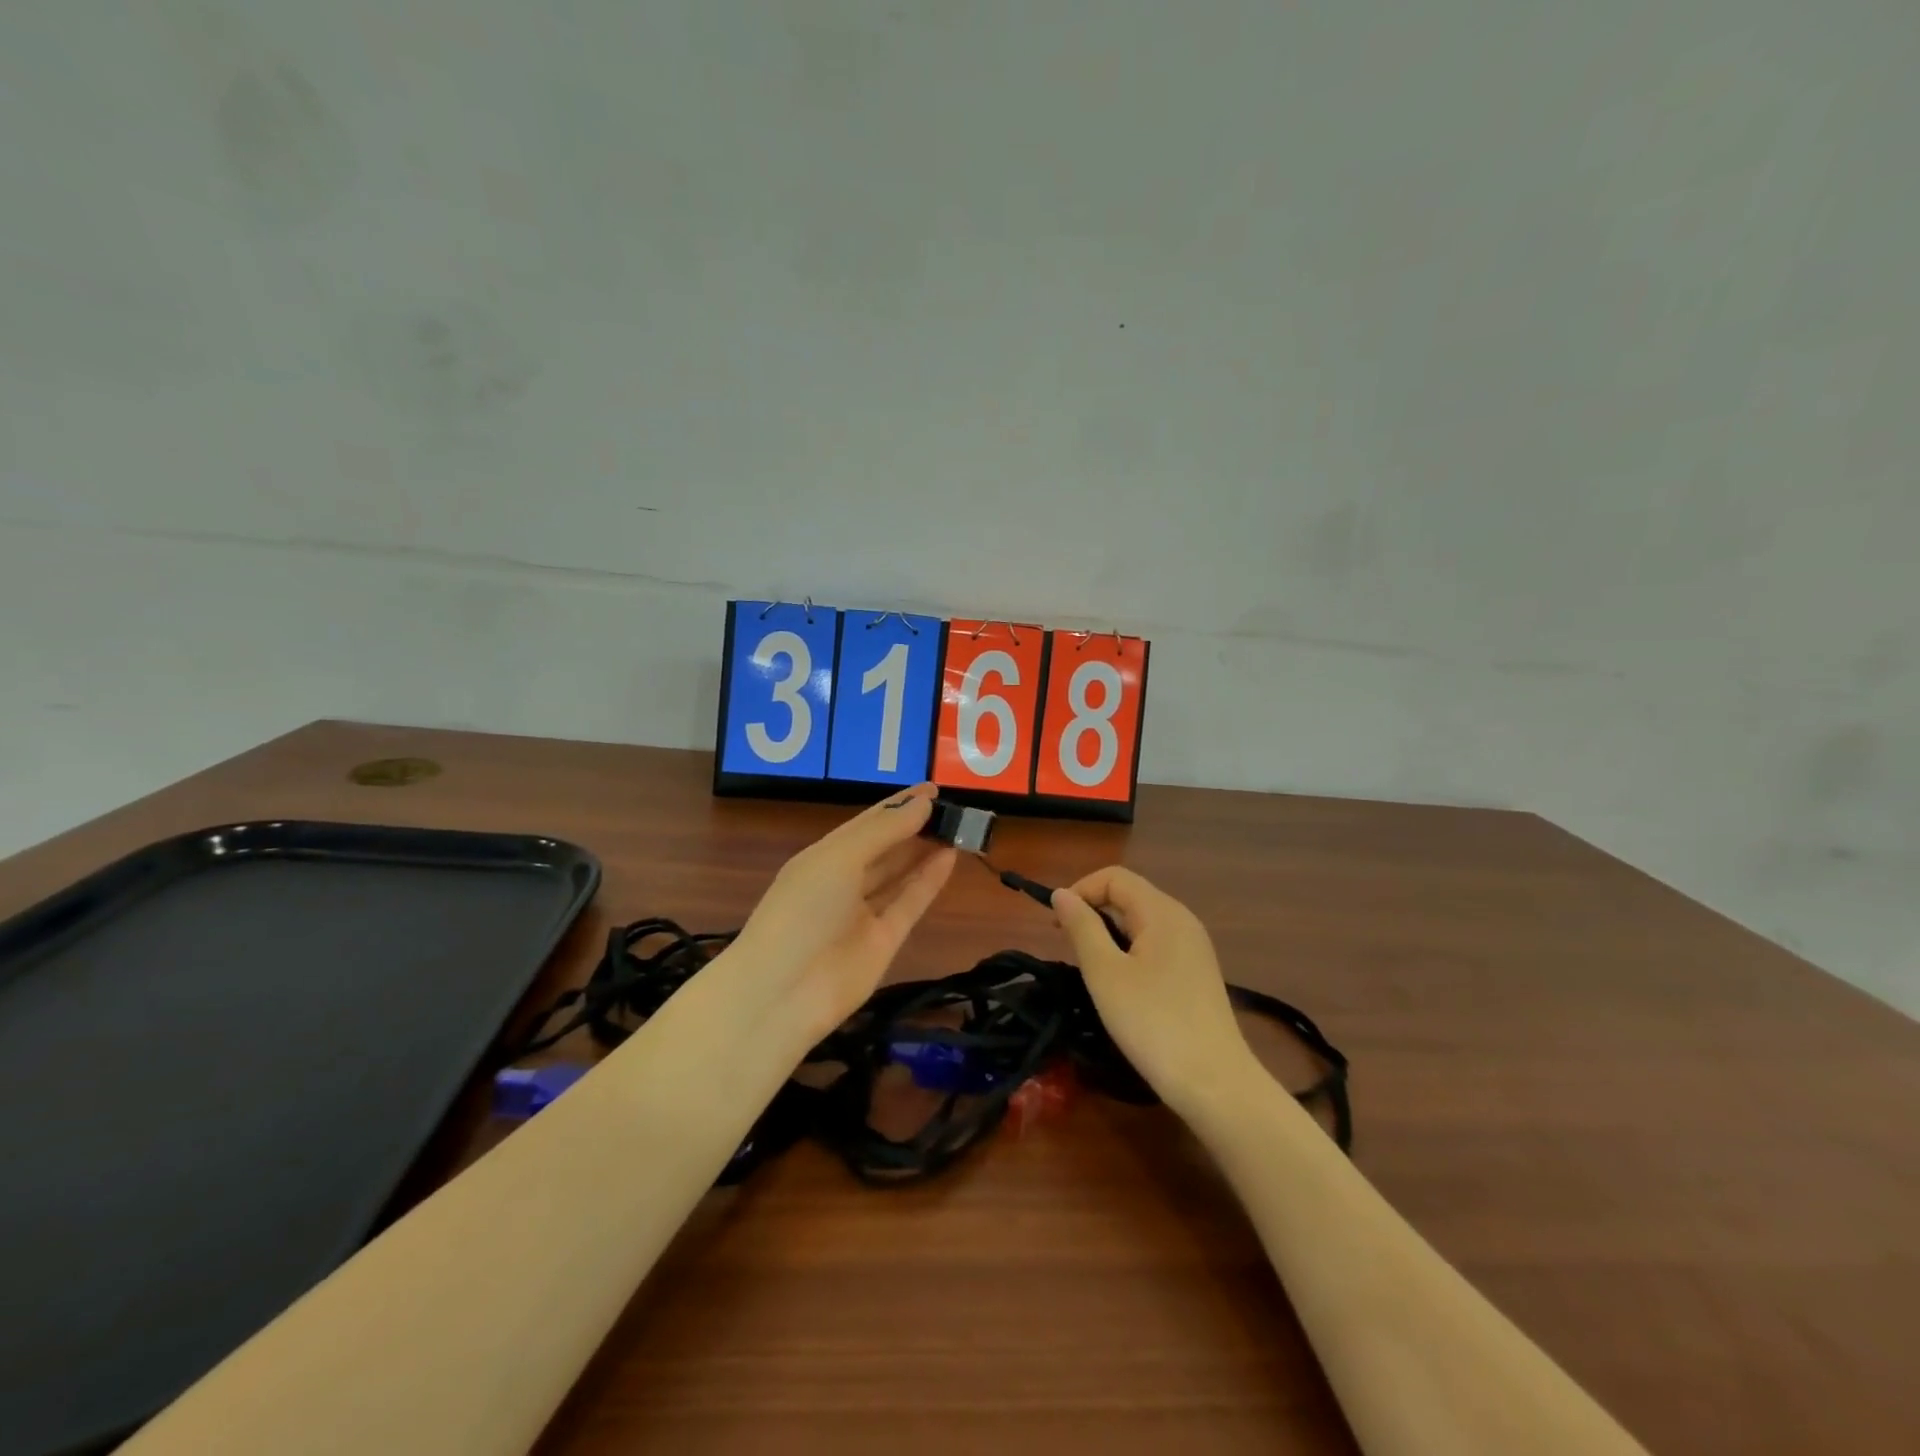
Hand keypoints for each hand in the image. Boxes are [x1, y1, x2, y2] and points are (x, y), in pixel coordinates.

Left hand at [733, 783, 956, 1040]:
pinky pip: (909, 904)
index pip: (867, 823)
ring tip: (960, 827)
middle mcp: (843, 882)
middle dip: (916, 827)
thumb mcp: (838, 858)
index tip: (933, 788)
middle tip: (955, 808)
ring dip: (926, 851)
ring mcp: (863, 914)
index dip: (899, 805)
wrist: (782, 994)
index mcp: (823, 857)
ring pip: (900, 875)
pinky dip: (929, 881)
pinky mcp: (884, 942)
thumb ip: (884, 830)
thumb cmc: (803, 910)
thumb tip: (923, 802)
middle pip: (885, 848)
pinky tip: (951, 857)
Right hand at [1052, 867, 1260, 1118]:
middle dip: (1094, 911)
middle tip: (1068, 947)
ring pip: (1142, 921)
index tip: (1056, 925)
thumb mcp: (1105, 973)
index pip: (1114, 877)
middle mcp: (1182, 919)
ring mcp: (1194, 947)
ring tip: (1092, 968)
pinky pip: (1157, 944)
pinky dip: (1131, 951)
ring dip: (1110, 932)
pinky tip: (1123, 985)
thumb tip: (1062, 894)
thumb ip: (1082, 928)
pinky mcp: (1198, 972)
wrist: (1215, 1084)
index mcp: (1162, 911)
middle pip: (1130, 895)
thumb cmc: (1153, 1024)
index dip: (1081, 890)